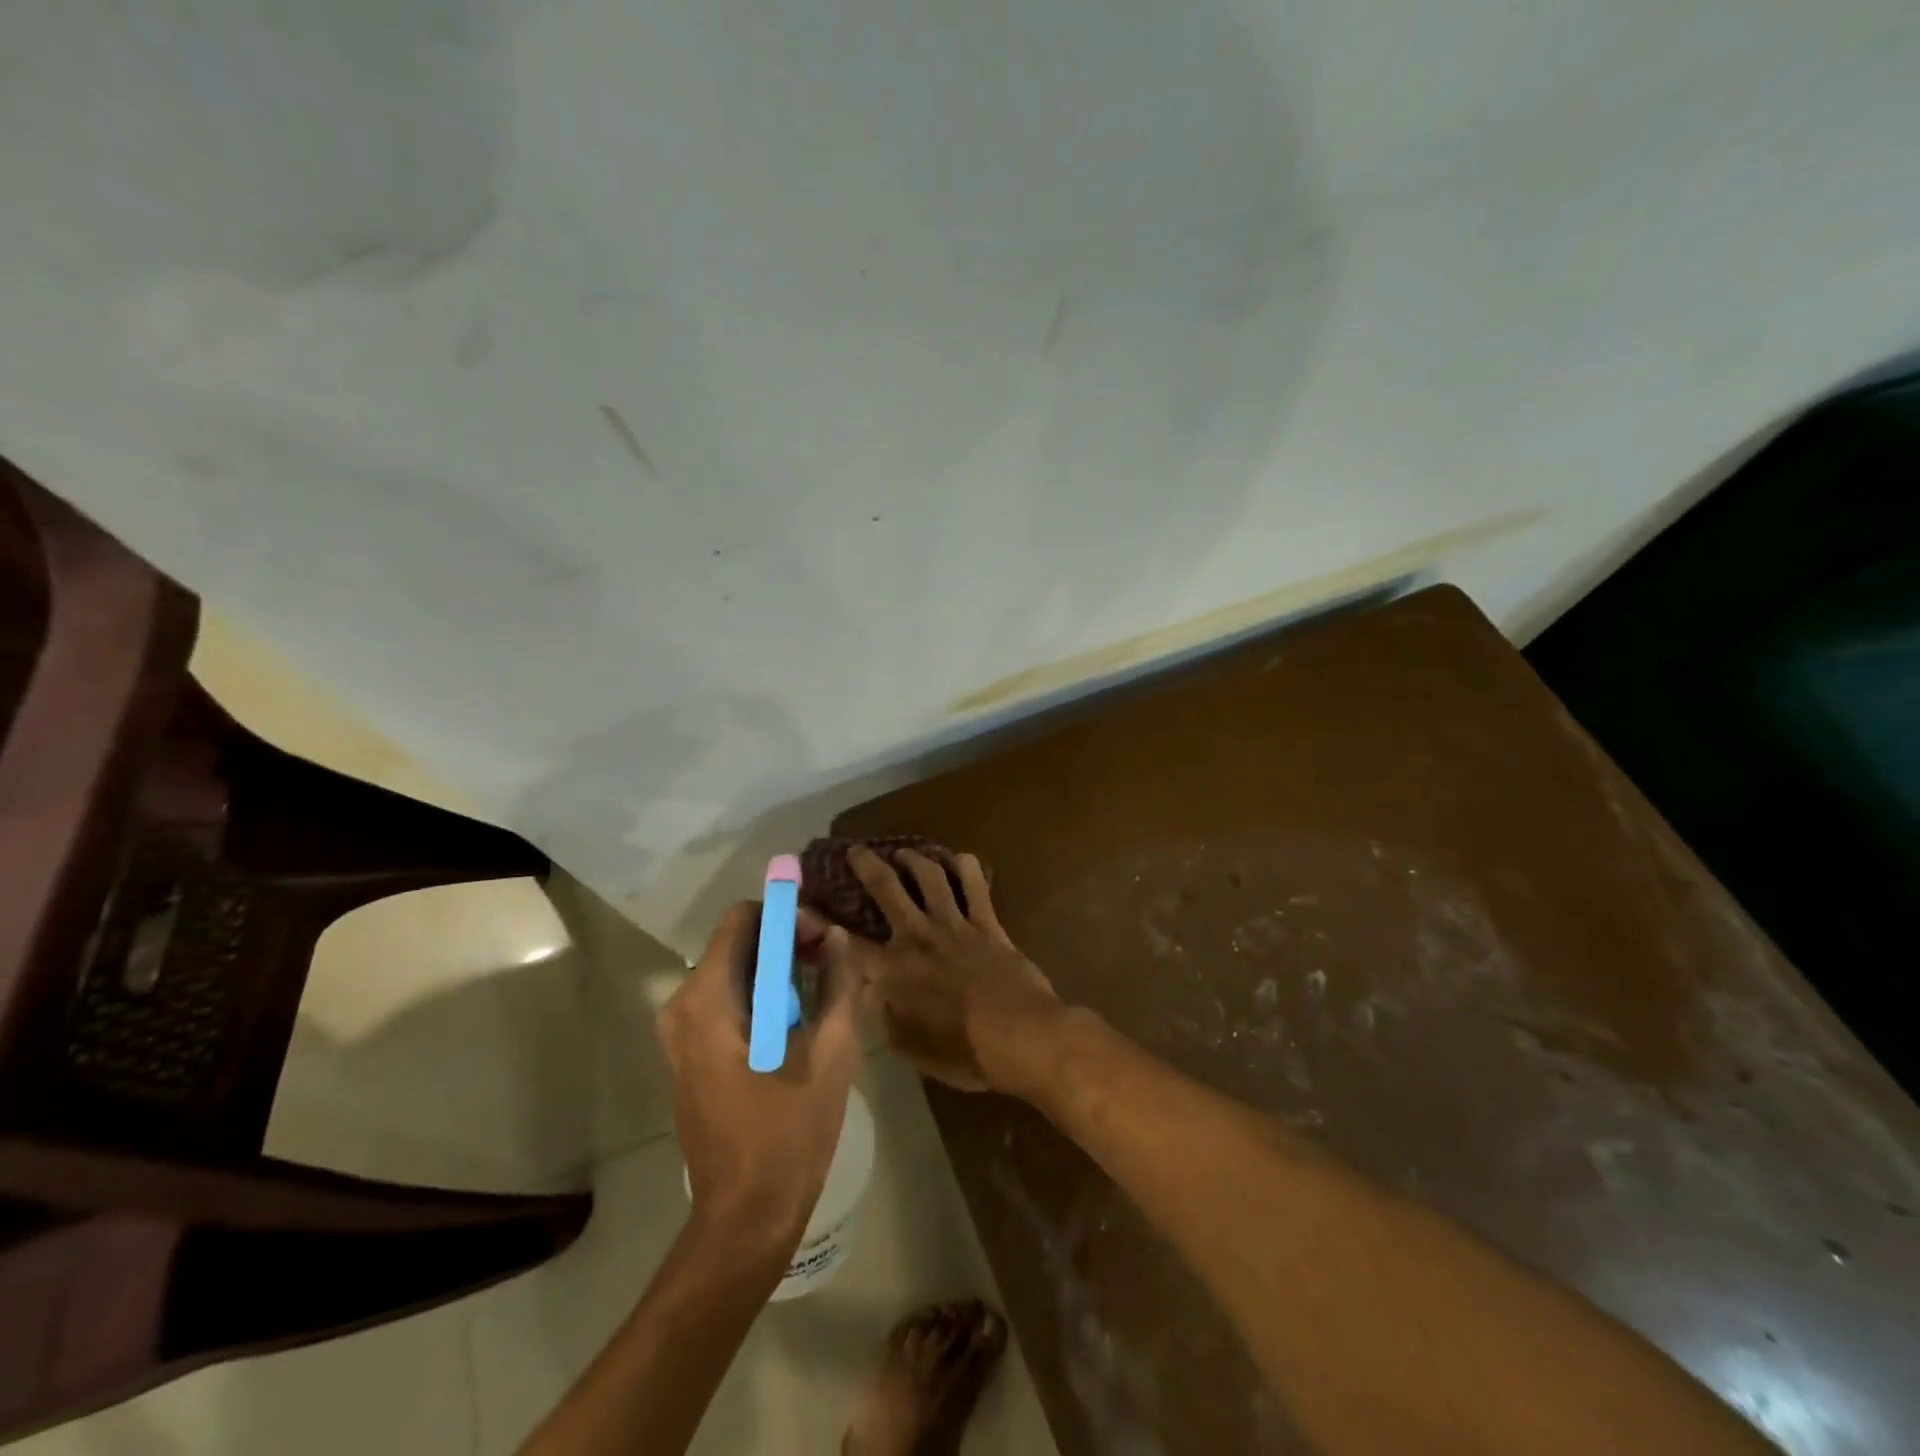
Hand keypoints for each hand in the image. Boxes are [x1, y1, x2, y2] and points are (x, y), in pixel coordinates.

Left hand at [659, 902, 859, 1259]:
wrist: (746, 1217)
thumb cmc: (788, 1134)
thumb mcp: (831, 1053)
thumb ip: (839, 983)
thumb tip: (839, 936)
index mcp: (708, 999)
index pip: (744, 919)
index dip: (787, 916)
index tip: (825, 939)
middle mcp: (683, 1006)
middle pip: (738, 943)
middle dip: (788, 941)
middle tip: (833, 962)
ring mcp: (681, 1032)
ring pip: (735, 971)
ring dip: (779, 968)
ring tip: (825, 986)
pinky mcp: (690, 1054)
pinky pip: (727, 1000)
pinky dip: (763, 993)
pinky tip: (801, 1017)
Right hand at [844, 846, 1061, 1093]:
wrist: (1022, 1038)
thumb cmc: (966, 1053)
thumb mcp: (913, 1051)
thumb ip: (888, 1021)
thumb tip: (874, 1000)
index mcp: (895, 972)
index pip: (848, 945)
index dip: (821, 924)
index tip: (803, 904)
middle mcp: (919, 938)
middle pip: (887, 890)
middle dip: (867, 866)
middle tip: (856, 851)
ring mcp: (955, 925)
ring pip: (930, 877)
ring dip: (915, 859)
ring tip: (904, 852)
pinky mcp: (988, 923)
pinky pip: (975, 885)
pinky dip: (965, 866)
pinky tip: (959, 858)